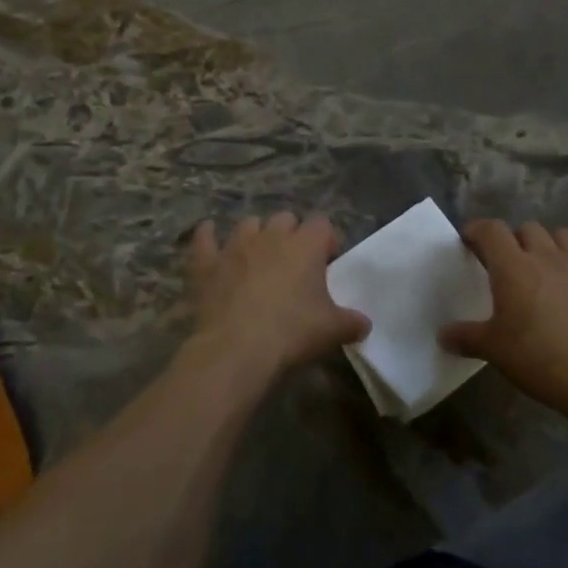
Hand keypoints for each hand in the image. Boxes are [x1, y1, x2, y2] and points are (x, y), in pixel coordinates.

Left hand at [184, 213, 369, 378]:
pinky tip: (208, 234)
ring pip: (249, 224)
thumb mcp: (332, 331)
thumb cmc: (292, 333)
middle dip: (291, 234)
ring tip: (258, 257)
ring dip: (256, 235)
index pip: (322, 224)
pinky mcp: (208, 262)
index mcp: (305, 245)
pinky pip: (204, 238)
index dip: (326, 240)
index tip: (328, 262)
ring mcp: (235, 245)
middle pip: (285, 218)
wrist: (237, 348)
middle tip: (294, 263)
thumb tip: (363, 324)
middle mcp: (271, 236)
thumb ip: (352, 322)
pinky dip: (207, 235)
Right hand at [440, 220, 567, 417]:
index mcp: (514, 266)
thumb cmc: (538, 358)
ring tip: (544, 267)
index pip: (491, 230)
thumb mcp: (493, 350)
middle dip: (514, 239)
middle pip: (528, 228)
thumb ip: (466, 337)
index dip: (477, 230)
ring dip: (551, 245)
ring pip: (564, 237)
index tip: (469, 241)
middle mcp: (547, 257)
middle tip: (507, 262)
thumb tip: (442, 336)